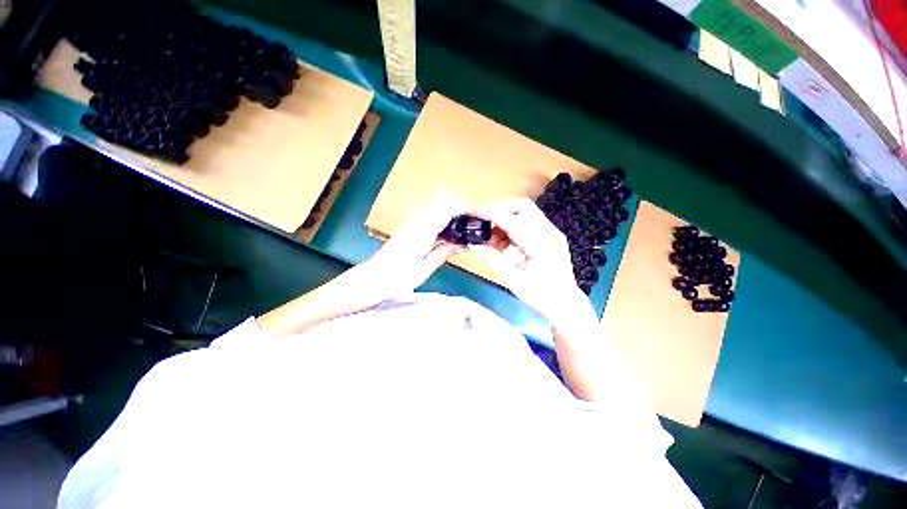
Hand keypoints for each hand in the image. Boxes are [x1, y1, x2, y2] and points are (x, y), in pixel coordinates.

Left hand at [364, 193, 467, 294]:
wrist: (371, 278)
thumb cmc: (396, 279)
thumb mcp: (423, 269)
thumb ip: (443, 253)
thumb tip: (463, 244)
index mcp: (422, 230)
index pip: (449, 207)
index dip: (468, 208)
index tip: (482, 216)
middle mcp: (417, 219)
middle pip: (445, 199)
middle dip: (463, 207)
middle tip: (476, 223)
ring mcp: (412, 220)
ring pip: (438, 204)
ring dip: (455, 210)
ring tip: (468, 227)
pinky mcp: (410, 225)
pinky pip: (432, 213)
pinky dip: (446, 217)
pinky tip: (451, 232)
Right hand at [471, 198, 594, 324]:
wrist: (565, 303)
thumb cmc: (542, 296)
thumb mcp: (515, 282)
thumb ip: (495, 262)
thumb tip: (476, 245)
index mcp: (542, 245)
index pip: (513, 221)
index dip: (490, 213)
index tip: (472, 212)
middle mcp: (549, 232)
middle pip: (522, 206)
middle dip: (498, 210)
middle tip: (482, 224)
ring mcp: (550, 232)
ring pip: (523, 212)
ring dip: (503, 220)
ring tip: (492, 242)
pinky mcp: (548, 235)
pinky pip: (526, 222)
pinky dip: (510, 227)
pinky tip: (503, 244)